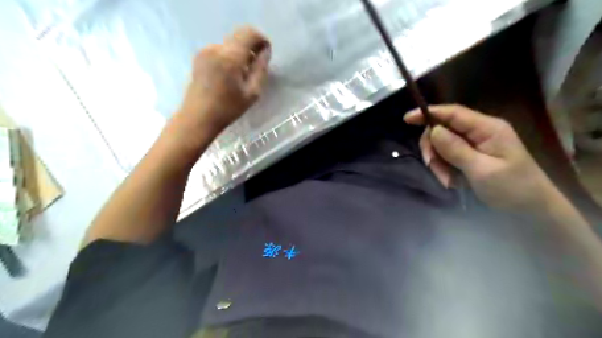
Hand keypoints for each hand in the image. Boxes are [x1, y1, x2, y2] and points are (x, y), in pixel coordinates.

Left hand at [172, 25, 270, 139]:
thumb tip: (265, 52)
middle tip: (257, 66)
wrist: (198, 117)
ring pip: (230, 43)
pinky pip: (221, 50)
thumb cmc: (228, 109)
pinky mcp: (199, 56)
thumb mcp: (252, 93)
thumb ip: (261, 69)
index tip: (266, 54)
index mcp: (230, 57)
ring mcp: (205, 51)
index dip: (261, 40)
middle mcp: (216, 48)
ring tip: (243, 74)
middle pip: (239, 36)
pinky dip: (230, 57)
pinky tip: (231, 75)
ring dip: (240, 53)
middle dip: (251, 47)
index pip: (249, 34)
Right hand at [404, 104, 558, 213]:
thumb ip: (457, 149)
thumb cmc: (512, 188)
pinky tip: (452, 181)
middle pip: (443, 129)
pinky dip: (444, 168)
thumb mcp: (482, 170)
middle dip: (433, 148)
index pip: (453, 113)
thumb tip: (433, 130)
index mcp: (487, 128)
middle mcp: (479, 131)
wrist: (531, 209)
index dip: (428, 113)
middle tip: (432, 167)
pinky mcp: (471, 155)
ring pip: (442, 145)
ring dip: (439, 162)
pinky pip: (448, 156)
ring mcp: (475, 143)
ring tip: (448, 181)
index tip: (406, 119)